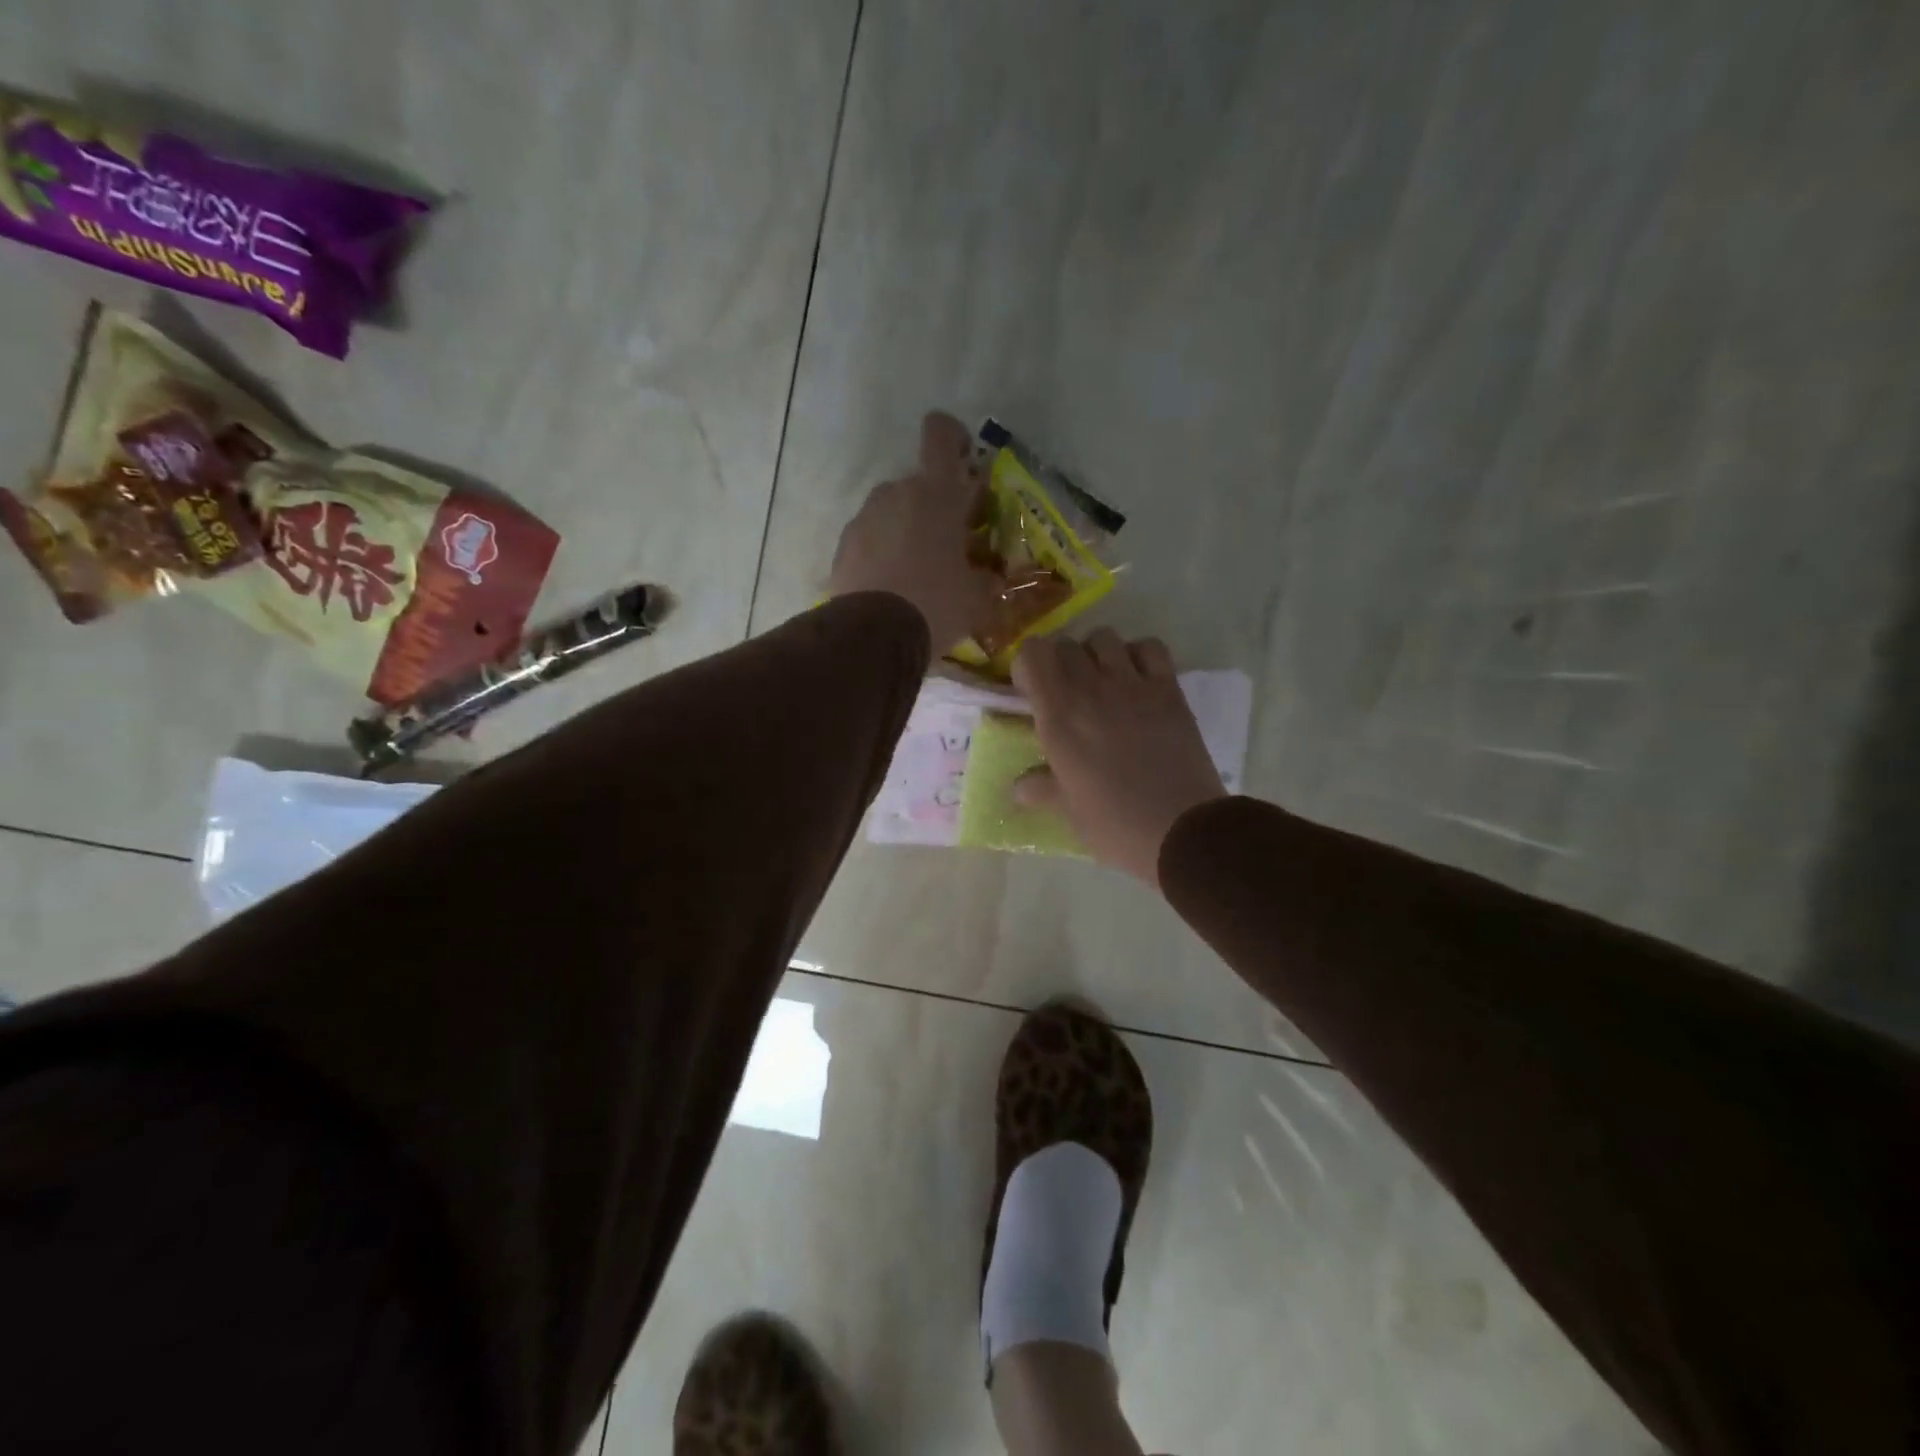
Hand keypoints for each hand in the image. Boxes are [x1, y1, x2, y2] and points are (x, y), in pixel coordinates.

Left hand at [828, 411, 996, 652]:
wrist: (872, 637)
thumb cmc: (936, 604)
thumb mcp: (977, 597)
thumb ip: (986, 577)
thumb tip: (989, 577)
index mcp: (936, 494)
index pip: (941, 434)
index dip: (953, 438)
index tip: (963, 461)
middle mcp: (896, 493)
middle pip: (918, 485)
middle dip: (934, 509)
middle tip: (949, 546)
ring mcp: (863, 519)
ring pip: (892, 513)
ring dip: (906, 532)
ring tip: (917, 574)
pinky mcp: (842, 547)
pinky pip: (870, 540)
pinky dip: (882, 555)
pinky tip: (892, 589)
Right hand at [1012, 629, 1228, 884]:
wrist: (1181, 831)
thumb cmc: (1115, 825)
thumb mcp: (1068, 811)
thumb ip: (1041, 789)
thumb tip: (1019, 787)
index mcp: (1058, 717)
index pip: (1032, 654)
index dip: (1028, 667)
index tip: (1031, 692)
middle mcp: (1091, 690)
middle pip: (1066, 645)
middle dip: (1060, 663)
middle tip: (1067, 694)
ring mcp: (1133, 685)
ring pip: (1104, 638)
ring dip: (1096, 655)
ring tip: (1102, 683)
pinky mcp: (1169, 689)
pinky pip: (1149, 647)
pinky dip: (1138, 655)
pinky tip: (1137, 680)